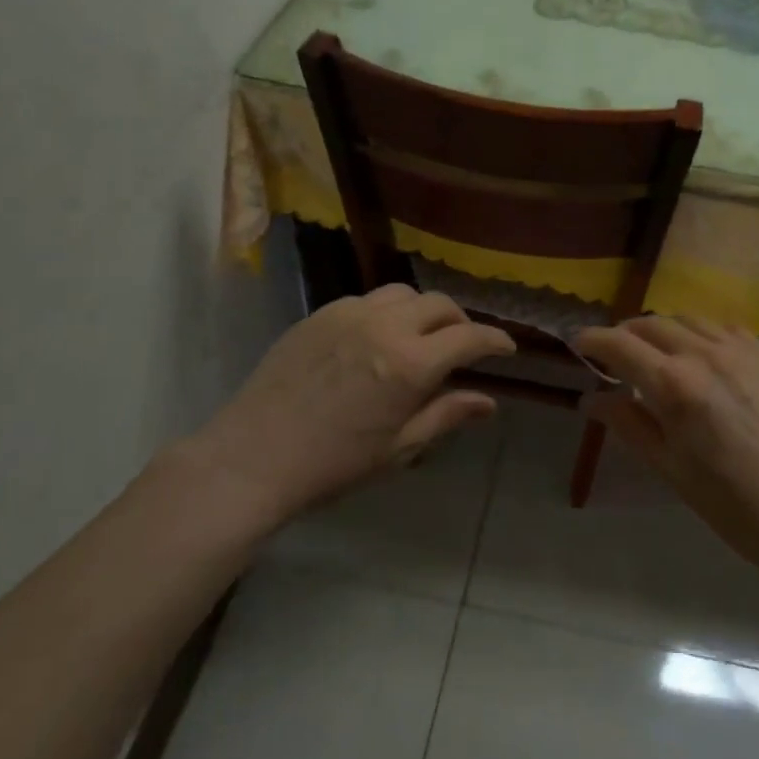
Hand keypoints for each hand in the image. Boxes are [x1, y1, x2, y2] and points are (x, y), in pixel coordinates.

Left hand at [179, 285, 514, 536]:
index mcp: (410, 364)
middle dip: (460, 322)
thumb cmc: (333, 465)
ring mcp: (348, 314)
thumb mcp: (399, 448)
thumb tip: (488, 402)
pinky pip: (366, 300)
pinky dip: (385, 312)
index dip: (495, 340)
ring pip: (403, 294)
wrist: (253, 458)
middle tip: (462, 346)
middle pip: (439, 304)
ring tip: (420, 337)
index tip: (506, 348)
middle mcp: (385, 326)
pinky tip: (375, 339)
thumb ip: (447, 415)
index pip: (469, 336)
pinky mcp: (319, 314)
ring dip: (423, 311)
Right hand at [574, 318, 758, 583]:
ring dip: (660, 329)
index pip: (620, 344)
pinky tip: (698, 354)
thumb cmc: (733, 505)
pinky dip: (698, 331)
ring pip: (686, 319)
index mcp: (675, 385)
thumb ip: (628, 425)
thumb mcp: (670, 470)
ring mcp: (741, 350)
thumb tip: (591, 400)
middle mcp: (704, 354)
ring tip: (654, 353)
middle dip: (624, 333)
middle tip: (612, 354)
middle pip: (651, 324)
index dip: (592, 340)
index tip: (577, 343)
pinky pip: (722, 327)